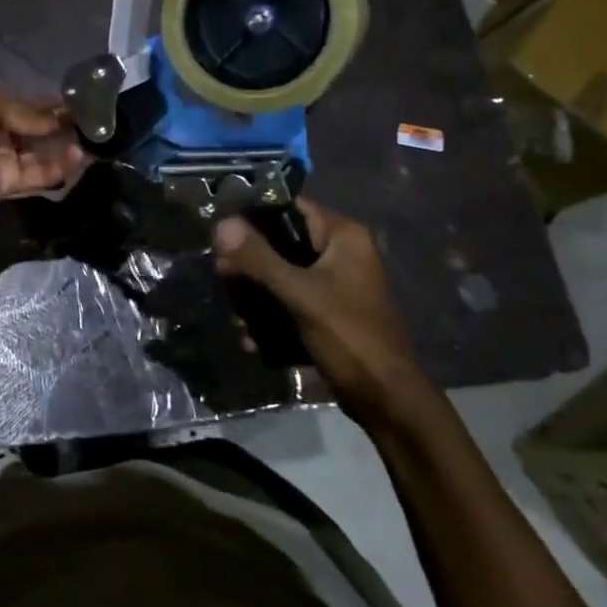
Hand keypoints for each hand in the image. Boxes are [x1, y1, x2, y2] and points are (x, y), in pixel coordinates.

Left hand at [0, 84, 88, 233]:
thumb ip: (24, 110)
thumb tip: (54, 119)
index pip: (23, 105)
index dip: (48, 104)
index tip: (79, 103)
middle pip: (34, 130)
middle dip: (62, 126)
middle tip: (96, 122)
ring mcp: (1, 160)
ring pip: (40, 153)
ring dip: (65, 147)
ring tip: (96, 141)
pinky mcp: (7, 185)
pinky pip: (37, 174)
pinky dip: (58, 167)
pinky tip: (81, 158)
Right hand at [213, 198, 429, 429]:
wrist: (386, 400)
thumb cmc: (349, 337)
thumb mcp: (300, 294)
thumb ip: (259, 258)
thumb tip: (220, 224)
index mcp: (343, 236)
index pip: (289, 206)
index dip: (252, 215)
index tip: (219, 233)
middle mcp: (339, 252)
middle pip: (279, 243)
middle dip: (249, 266)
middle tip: (223, 280)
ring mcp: (333, 283)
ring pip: (279, 274)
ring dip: (255, 297)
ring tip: (239, 321)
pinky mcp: (326, 311)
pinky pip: (288, 301)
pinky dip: (270, 318)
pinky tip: (253, 341)